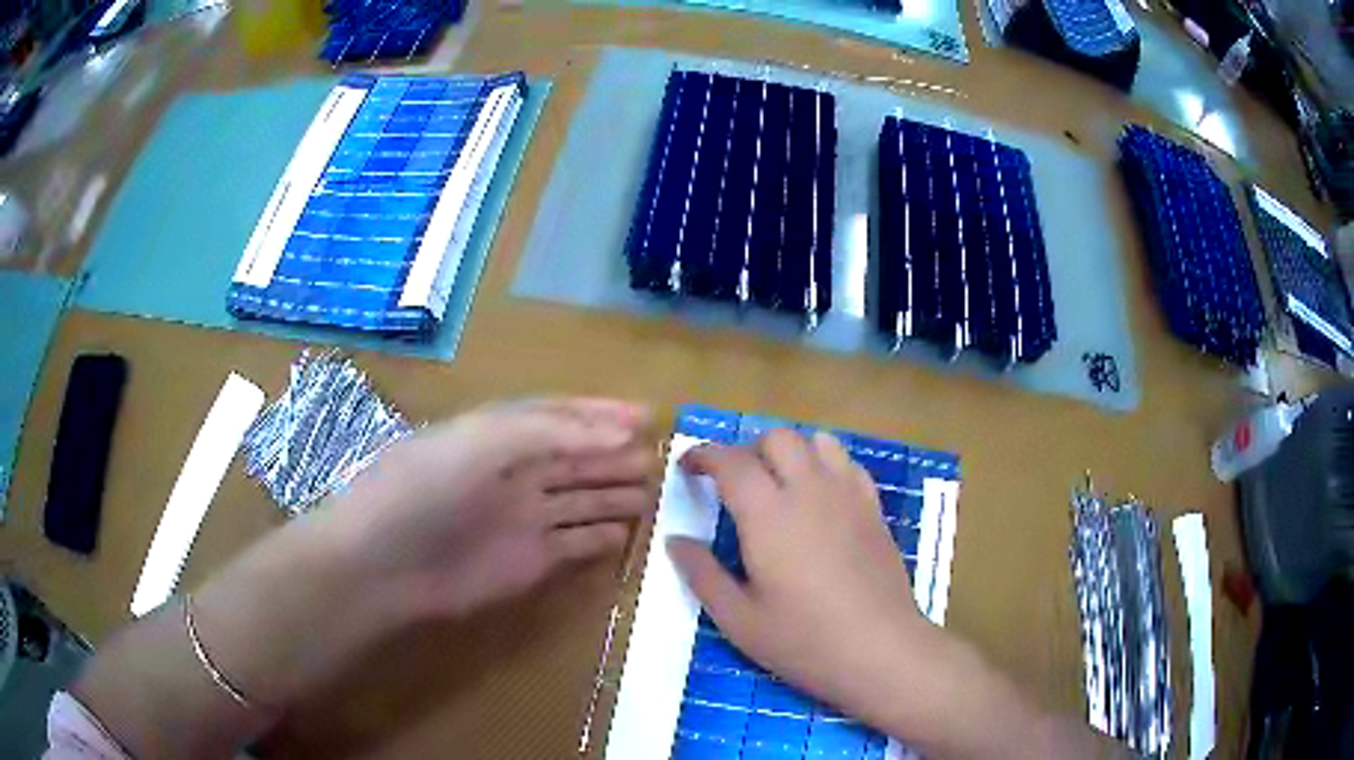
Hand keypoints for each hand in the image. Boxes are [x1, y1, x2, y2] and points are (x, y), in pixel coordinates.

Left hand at [75, 398, 659, 758]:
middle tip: (664, 456)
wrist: (380, 563)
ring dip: (616, 494)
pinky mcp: (526, 562)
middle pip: (576, 458)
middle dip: (616, 454)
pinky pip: (574, 544)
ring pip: (580, 499)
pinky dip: (602, 539)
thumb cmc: (422, 487)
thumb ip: (550, 431)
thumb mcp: (481, 440)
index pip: (559, 415)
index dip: (600, 412)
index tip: (647, 414)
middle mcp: (511, 472)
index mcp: (497, 433)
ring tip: (656, 491)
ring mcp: (520, 519)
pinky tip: (626, 534)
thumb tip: (620, 435)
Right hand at [666, 429, 933, 731]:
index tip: (688, 467)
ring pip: (816, 441)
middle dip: (747, 450)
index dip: (703, 454)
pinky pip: (848, 463)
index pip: (730, 460)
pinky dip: (826, 464)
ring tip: (778, 484)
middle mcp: (809, 490)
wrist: (880, 648)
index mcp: (767, 514)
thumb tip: (675, 540)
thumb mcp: (738, 619)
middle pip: (776, 438)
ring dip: (790, 451)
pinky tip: (820, 498)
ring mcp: (848, 495)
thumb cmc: (803, 640)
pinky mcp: (874, 508)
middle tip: (733, 483)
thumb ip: (702, 574)